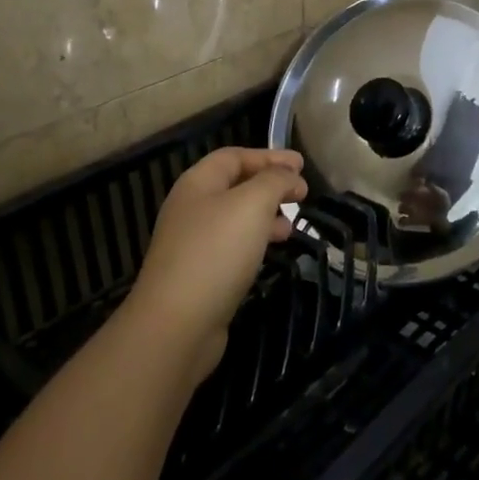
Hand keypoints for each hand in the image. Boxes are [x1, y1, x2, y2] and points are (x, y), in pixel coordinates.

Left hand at [127, 146, 307, 377]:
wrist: (177, 323)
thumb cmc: (216, 252)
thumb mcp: (253, 204)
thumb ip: (274, 181)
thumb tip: (290, 176)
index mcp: (197, 183)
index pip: (234, 156)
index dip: (269, 156)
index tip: (302, 165)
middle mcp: (190, 208)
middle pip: (234, 185)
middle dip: (269, 185)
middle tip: (301, 194)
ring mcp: (191, 243)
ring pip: (235, 218)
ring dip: (265, 215)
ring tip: (292, 226)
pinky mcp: (198, 274)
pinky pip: (232, 246)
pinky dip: (255, 242)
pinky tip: (271, 253)